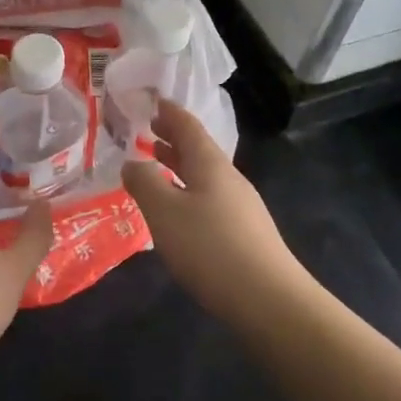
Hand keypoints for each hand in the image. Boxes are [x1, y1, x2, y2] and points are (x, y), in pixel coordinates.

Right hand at [121, 100, 305, 316]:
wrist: (268, 300)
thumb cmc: (209, 247)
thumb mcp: (164, 211)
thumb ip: (144, 182)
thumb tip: (132, 162)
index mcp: (210, 164)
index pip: (188, 126)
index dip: (169, 112)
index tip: (154, 100)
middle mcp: (228, 178)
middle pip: (198, 149)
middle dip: (173, 138)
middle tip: (149, 130)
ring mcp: (240, 206)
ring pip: (204, 175)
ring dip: (179, 164)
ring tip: (158, 161)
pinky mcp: (244, 233)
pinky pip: (209, 197)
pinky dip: (188, 189)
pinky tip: (178, 208)